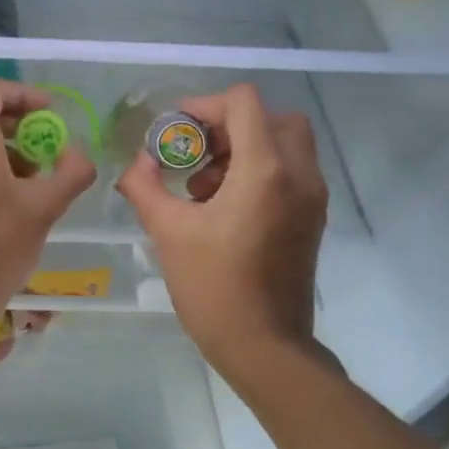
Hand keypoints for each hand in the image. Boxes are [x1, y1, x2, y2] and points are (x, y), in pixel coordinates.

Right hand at [116, 83, 327, 385]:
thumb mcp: (168, 232)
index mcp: (265, 171)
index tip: (174, 131)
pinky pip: (291, 171)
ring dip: (244, 147)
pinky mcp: (312, 218)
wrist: (264, 346)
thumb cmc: (213, 287)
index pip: (243, 103)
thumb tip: (135, 163)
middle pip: (271, 117)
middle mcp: (299, 174)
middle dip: (228, 125)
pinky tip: (223, 206)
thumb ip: (145, 186)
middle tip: (194, 152)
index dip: (203, 106)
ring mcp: (312, 197)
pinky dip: (260, 170)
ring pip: (285, 143)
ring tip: (203, 185)